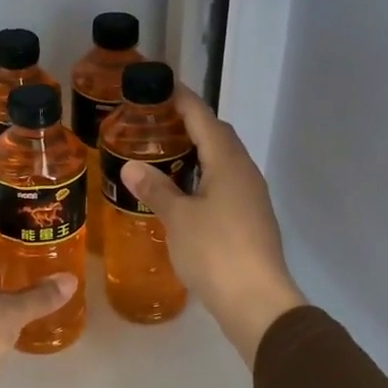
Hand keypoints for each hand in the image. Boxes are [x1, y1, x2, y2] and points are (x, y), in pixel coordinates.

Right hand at [122, 86, 305, 367]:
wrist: (256, 301)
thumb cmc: (215, 251)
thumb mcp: (178, 218)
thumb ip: (156, 189)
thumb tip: (131, 166)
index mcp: (229, 163)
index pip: (204, 118)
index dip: (183, 100)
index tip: (161, 86)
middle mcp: (245, 173)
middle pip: (218, 136)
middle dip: (190, 124)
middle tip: (156, 122)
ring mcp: (252, 197)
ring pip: (223, 162)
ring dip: (198, 152)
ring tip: (165, 154)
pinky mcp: (251, 220)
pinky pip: (225, 184)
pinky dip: (204, 177)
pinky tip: (184, 192)